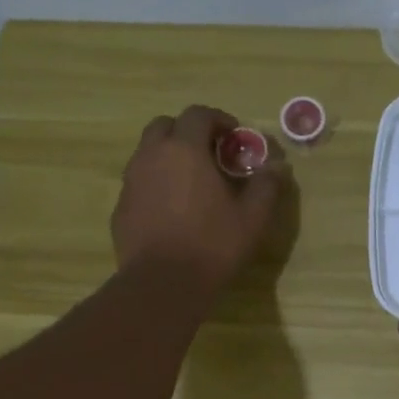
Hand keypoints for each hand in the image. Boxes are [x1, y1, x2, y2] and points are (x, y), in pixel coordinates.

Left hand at [112, 105, 287, 296]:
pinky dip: (156, 184)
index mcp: (185, 149)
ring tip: (192, 183)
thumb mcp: (252, 217)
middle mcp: (151, 156)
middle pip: (165, 126)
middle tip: (210, 154)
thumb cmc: (212, 245)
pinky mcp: (121, 208)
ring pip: (148, 154)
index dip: (219, 119)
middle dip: (188, 132)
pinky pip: (140, 183)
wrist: (162, 284)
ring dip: (170, 157)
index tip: (235, 136)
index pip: (198, 114)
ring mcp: (131, 182)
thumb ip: (266, 186)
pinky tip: (172, 210)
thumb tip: (277, 167)